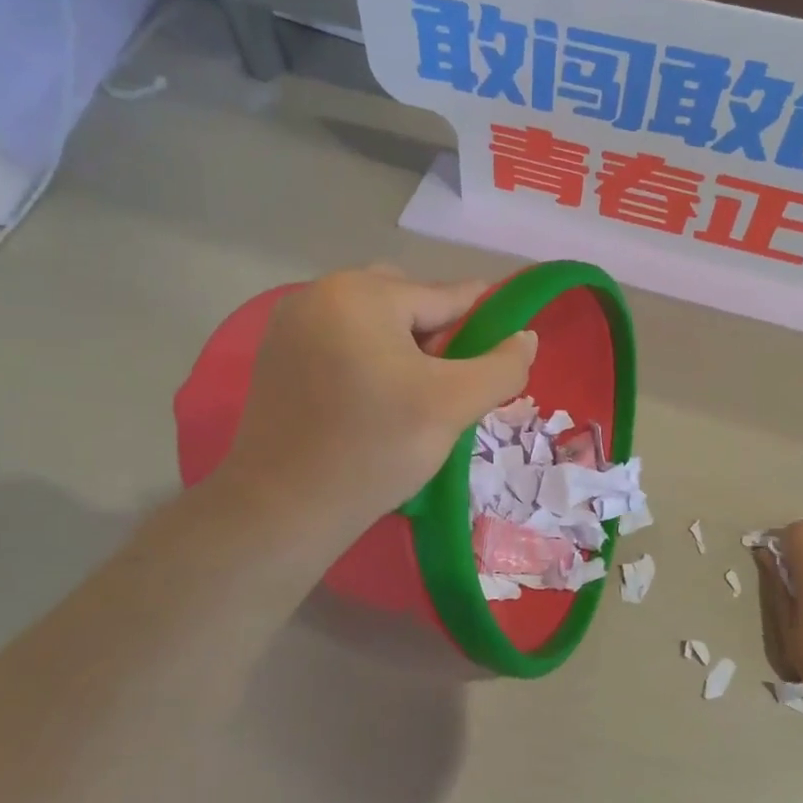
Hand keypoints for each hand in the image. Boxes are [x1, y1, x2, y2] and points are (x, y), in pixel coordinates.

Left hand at [221, 266, 536, 534]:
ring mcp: (291, 323)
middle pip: (406, 301)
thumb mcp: (452, 405)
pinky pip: (340, 340)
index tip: (502, 345)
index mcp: (361, 293)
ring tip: (410, 396)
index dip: (482, 321)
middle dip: (435, 336)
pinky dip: (366, 358)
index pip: (445, 296)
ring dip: (401, 347)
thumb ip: (501, 367)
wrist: (283, 509)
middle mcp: (320, 293)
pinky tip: (371, 401)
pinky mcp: (276, 354)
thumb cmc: (375, 449)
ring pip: (372, 321)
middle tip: (444, 387)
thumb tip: (526, 337)